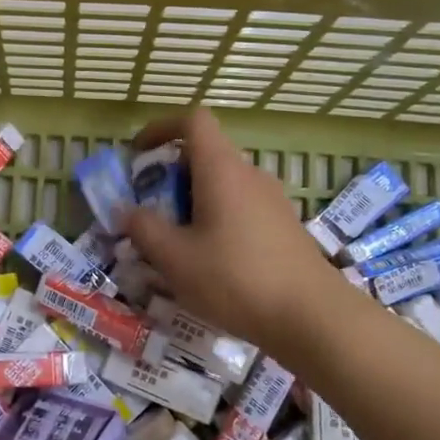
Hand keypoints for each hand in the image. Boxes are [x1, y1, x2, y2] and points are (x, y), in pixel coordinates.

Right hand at [121, 109, 335, 360]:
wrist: (314, 318)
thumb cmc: (236, 279)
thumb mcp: (175, 258)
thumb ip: (144, 228)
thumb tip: (126, 210)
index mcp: (222, 169)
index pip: (193, 121)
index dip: (161, 128)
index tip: (138, 154)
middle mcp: (249, 175)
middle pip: (205, 155)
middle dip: (170, 176)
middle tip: (149, 210)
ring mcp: (272, 200)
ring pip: (222, 185)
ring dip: (192, 202)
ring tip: (174, 243)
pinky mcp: (283, 226)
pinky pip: (240, 208)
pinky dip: (216, 220)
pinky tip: (208, 262)